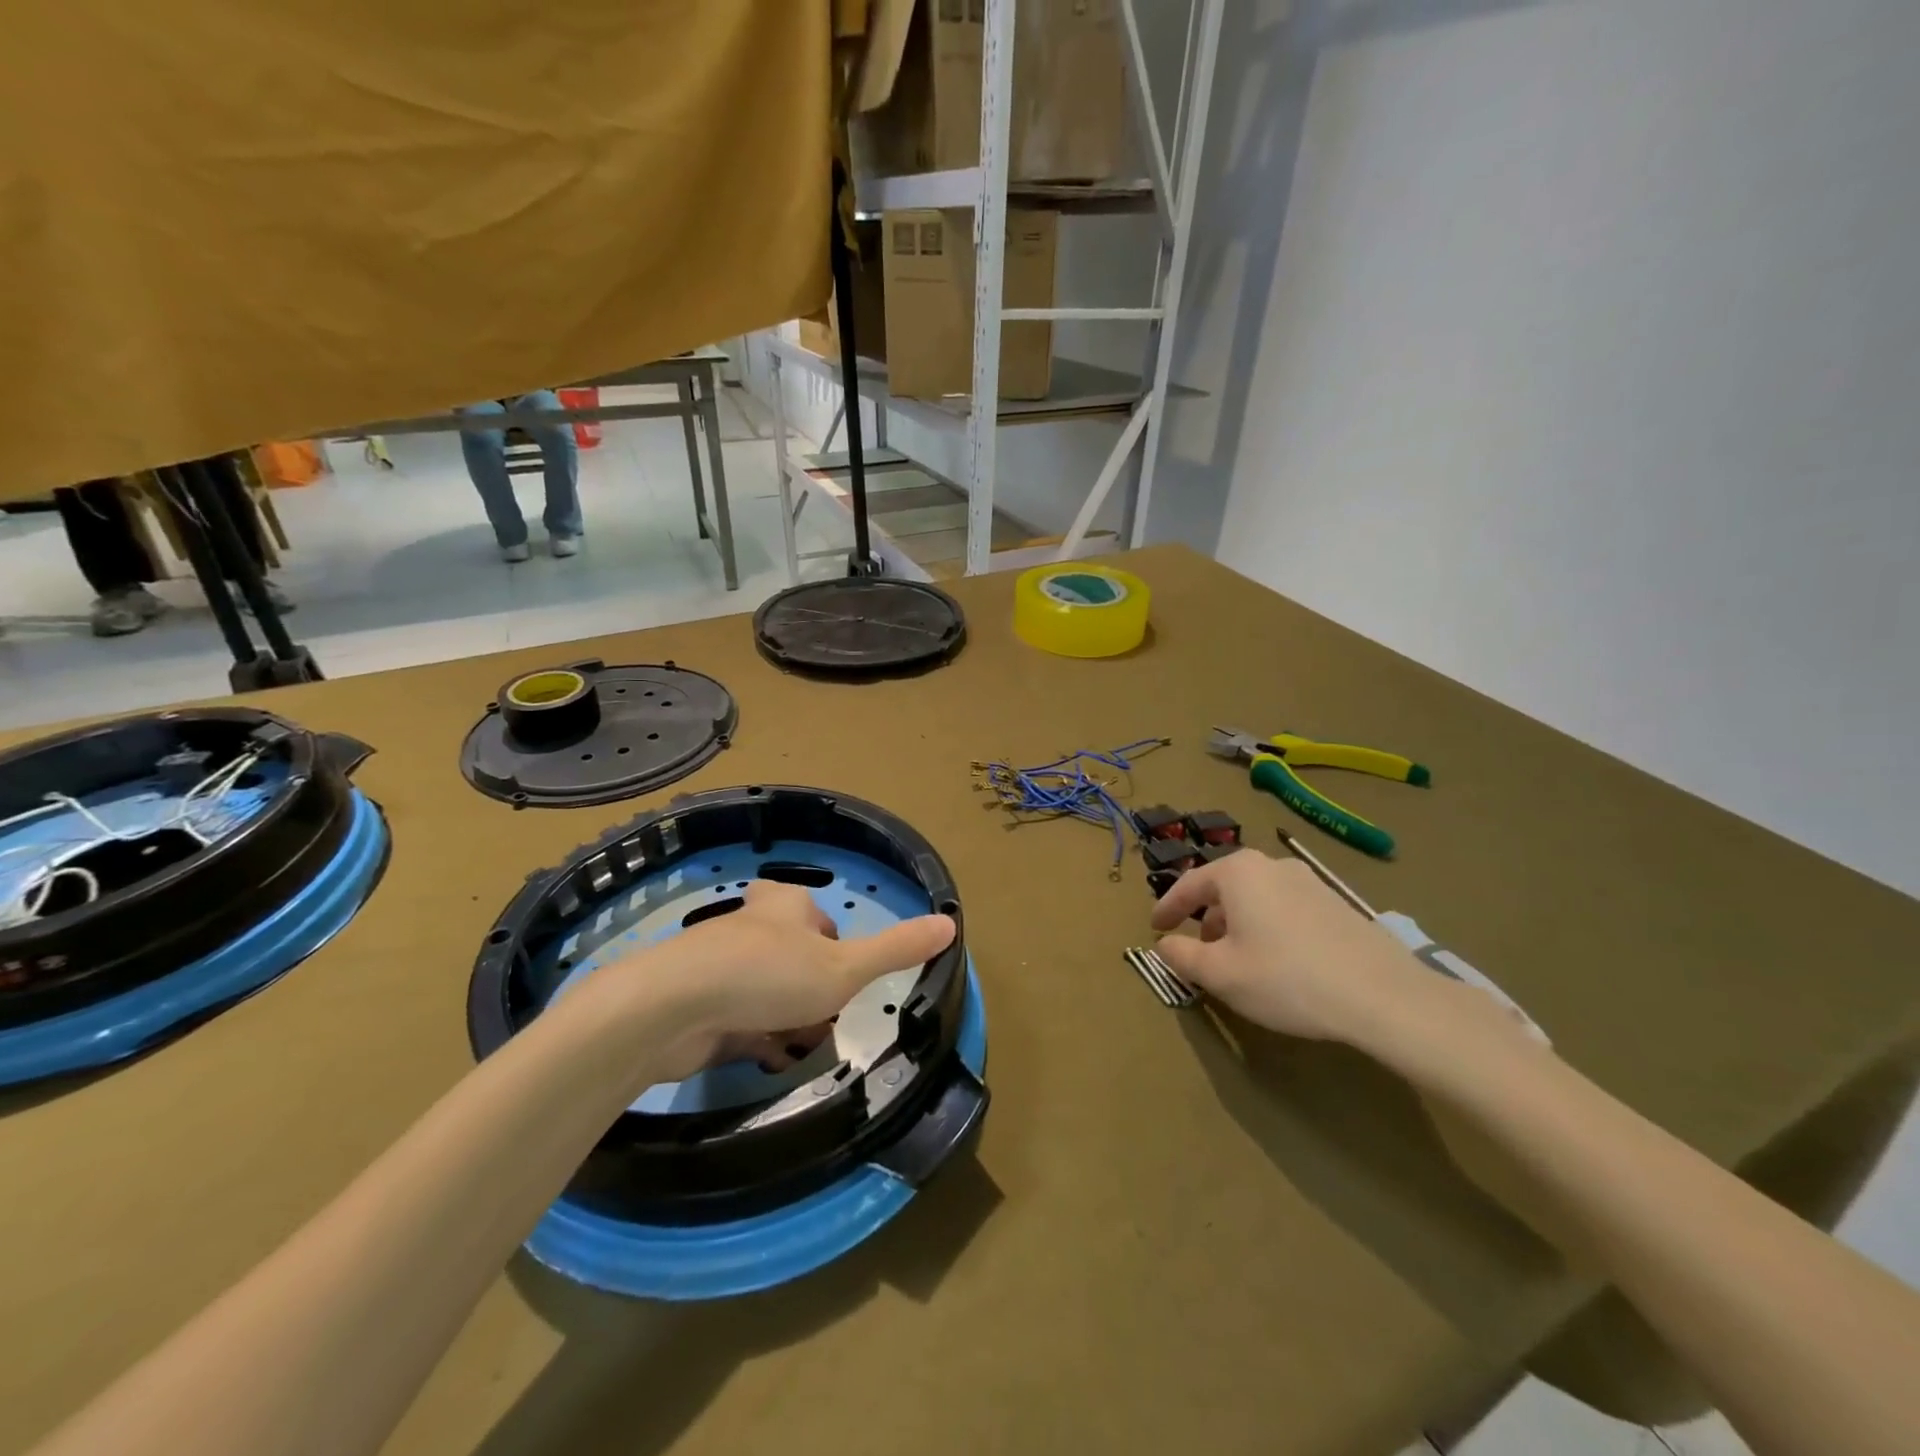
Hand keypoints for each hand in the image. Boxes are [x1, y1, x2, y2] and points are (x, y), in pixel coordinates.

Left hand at [623, 881, 956, 1082]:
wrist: (672, 1008)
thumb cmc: (770, 976)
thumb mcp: (845, 967)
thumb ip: (896, 949)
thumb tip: (951, 922)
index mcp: (786, 906)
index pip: (821, 921)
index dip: (838, 952)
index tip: (844, 984)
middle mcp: (751, 927)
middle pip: (792, 956)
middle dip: (811, 992)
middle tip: (825, 1022)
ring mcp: (719, 966)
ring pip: (764, 991)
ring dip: (785, 1020)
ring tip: (797, 1049)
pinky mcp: (697, 1003)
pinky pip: (736, 1020)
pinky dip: (754, 1039)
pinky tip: (764, 1061)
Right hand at [1150, 850, 1443, 1045]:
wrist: (1383, 996)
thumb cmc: (1286, 978)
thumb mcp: (1221, 974)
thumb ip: (1182, 955)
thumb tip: (1165, 944)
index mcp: (1238, 872)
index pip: (1189, 885)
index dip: (1167, 908)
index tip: (1155, 928)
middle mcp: (1272, 865)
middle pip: (1225, 888)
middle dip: (1206, 918)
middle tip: (1198, 949)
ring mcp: (1309, 881)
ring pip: (1257, 898)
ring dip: (1238, 924)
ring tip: (1238, 960)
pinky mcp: (1337, 903)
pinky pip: (1285, 908)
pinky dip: (1268, 927)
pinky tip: (1278, 962)